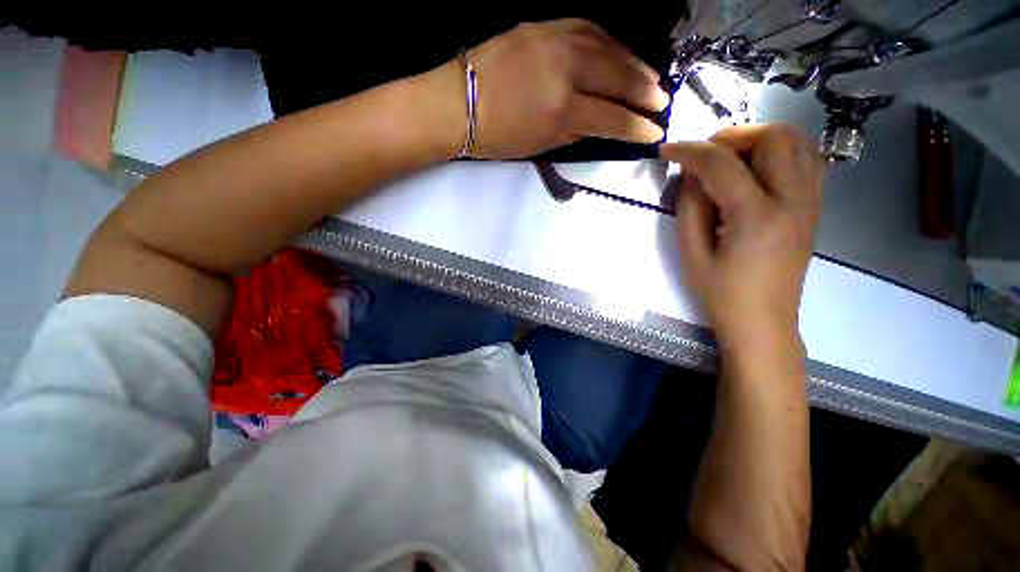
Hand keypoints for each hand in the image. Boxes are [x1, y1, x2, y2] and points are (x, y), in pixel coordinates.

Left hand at [450, 19, 669, 158]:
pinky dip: (608, 41)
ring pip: (607, 46)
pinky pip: (586, 29)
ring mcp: (554, 40)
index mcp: (562, 109)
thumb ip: (573, 134)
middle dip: (643, 89)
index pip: (611, 118)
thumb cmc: (496, 136)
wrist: (458, 103)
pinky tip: (617, 50)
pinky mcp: (542, 26)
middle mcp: (565, 69)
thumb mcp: (539, 145)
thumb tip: (598, 124)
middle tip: (660, 99)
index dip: (636, 127)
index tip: (654, 133)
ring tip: (647, 76)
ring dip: (632, 62)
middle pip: (617, 75)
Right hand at [661, 124, 822, 354]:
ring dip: (758, 139)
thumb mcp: (691, 254)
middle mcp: (794, 201)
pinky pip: (806, 159)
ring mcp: (811, 202)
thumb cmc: (721, 293)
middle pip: (774, 137)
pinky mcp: (814, 207)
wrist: (763, 322)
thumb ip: (689, 207)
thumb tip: (690, 173)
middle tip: (704, 156)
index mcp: (757, 218)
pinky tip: (755, 170)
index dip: (690, 151)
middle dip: (732, 136)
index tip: (667, 150)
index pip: (723, 165)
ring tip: (729, 159)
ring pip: (797, 141)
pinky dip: (779, 152)